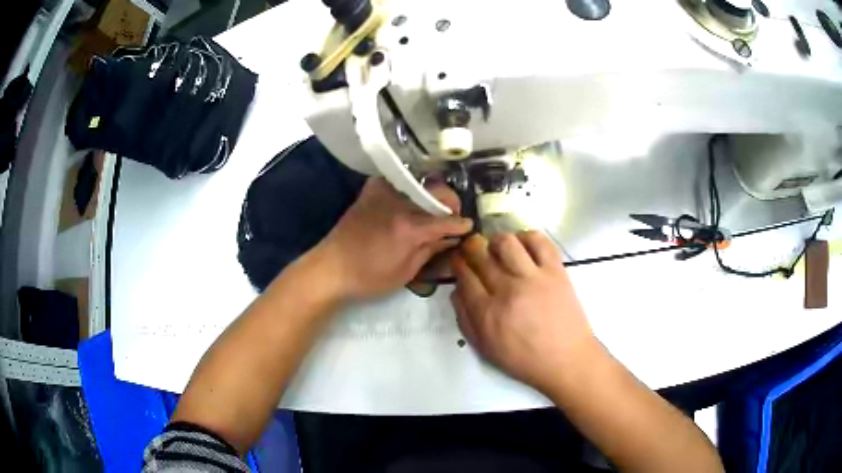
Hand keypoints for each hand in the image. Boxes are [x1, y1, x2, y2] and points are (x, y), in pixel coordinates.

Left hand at [316, 177, 471, 301]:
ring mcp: (384, 192)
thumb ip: (430, 250)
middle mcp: (400, 203)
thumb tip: (450, 238)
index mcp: (409, 227)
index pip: (446, 220)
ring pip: (420, 182)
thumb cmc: (368, 277)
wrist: (330, 267)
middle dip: (451, 203)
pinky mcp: (371, 190)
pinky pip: (398, 180)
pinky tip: (413, 199)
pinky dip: (410, 186)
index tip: (469, 227)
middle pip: (437, 192)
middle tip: (452, 216)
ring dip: (433, 193)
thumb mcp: (405, 272)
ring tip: (434, 208)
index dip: (461, 224)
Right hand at [451, 232, 596, 392]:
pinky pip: (539, 241)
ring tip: (499, 248)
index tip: (459, 259)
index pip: (464, 275)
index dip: (458, 263)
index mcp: (487, 312)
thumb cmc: (524, 359)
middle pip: (481, 255)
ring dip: (496, 240)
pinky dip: (527, 237)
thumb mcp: (485, 348)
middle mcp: (507, 290)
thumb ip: (465, 320)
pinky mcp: (555, 271)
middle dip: (471, 247)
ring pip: (506, 242)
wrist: (566, 359)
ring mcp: (533, 278)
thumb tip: (457, 291)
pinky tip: (523, 246)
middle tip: (474, 248)